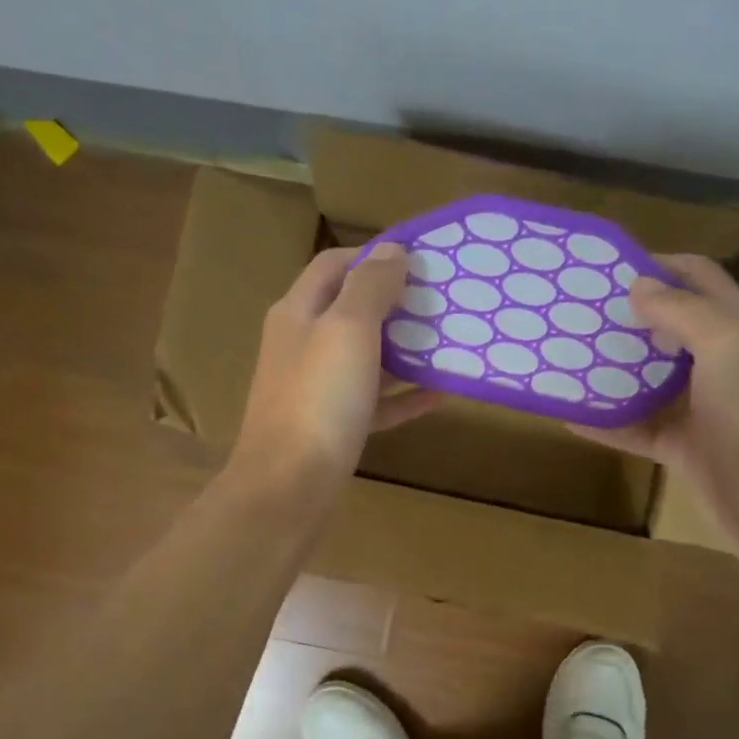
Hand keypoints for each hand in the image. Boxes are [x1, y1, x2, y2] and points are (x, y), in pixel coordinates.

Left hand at [230, 244, 438, 493]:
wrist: (289, 488)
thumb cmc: (319, 400)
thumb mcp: (347, 330)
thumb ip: (370, 286)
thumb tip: (392, 250)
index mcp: (298, 312)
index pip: (334, 265)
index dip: (374, 255)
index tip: (421, 260)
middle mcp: (303, 345)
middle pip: (352, 311)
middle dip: (396, 303)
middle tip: (443, 302)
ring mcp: (317, 389)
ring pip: (366, 358)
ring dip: (404, 349)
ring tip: (448, 342)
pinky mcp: (334, 426)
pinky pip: (374, 402)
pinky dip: (403, 396)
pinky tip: (439, 394)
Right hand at [571, 255, 738, 575]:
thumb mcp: (728, 343)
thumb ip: (682, 310)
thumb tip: (638, 285)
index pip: (699, 279)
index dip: (659, 265)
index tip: (607, 268)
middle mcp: (725, 363)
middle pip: (671, 328)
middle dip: (628, 317)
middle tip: (578, 314)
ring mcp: (705, 410)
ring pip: (652, 381)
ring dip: (614, 370)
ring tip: (567, 358)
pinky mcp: (686, 450)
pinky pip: (639, 430)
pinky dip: (607, 424)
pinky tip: (570, 416)